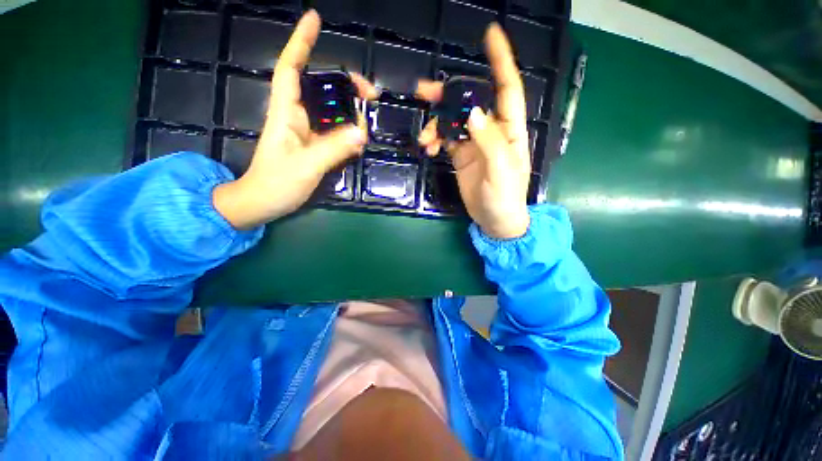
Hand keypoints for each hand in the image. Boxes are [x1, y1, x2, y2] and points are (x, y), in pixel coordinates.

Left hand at [213, 10, 377, 229]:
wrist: (264, 202)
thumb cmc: (276, 183)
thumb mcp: (306, 166)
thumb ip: (333, 149)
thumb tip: (361, 131)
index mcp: (286, 113)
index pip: (291, 68)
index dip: (301, 42)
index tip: (315, 19)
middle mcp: (297, 117)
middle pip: (321, 88)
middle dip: (345, 83)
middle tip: (370, 94)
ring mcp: (307, 132)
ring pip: (331, 111)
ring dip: (351, 110)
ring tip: (368, 118)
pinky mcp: (314, 146)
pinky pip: (335, 132)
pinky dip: (349, 132)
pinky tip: (359, 139)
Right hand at [416, 24, 530, 239]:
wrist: (494, 221)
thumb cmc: (505, 197)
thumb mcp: (501, 170)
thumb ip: (489, 141)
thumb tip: (473, 112)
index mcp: (509, 130)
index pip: (507, 89)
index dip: (500, 61)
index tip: (491, 35)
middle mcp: (491, 131)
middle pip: (470, 102)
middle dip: (448, 95)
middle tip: (423, 93)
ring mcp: (474, 143)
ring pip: (453, 121)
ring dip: (436, 124)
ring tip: (424, 138)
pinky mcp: (461, 156)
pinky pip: (445, 139)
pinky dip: (435, 140)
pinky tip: (428, 148)